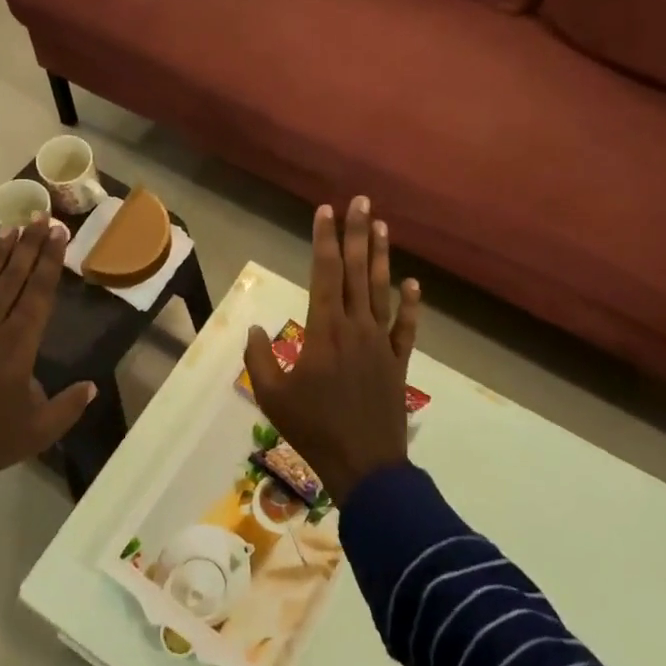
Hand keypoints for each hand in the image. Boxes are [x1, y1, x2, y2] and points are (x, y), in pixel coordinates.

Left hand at [0, 219, 97, 483]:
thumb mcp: (37, 431)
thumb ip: (67, 406)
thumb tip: (90, 386)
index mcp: (18, 344)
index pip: (39, 293)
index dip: (50, 261)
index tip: (58, 233)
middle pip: (13, 278)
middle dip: (29, 246)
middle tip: (39, 217)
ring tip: (9, 228)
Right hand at [243, 196, 420, 501]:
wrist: (365, 464)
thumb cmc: (314, 429)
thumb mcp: (273, 397)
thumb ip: (259, 360)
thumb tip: (252, 329)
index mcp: (325, 330)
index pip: (325, 273)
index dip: (325, 239)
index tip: (327, 210)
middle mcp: (356, 326)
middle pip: (356, 271)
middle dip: (356, 233)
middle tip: (361, 201)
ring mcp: (381, 342)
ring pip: (381, 290)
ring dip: (381, 257)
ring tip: (382, 226)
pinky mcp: (398, 361)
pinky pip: (406, 328)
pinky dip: (411, 305)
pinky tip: (413, 284)